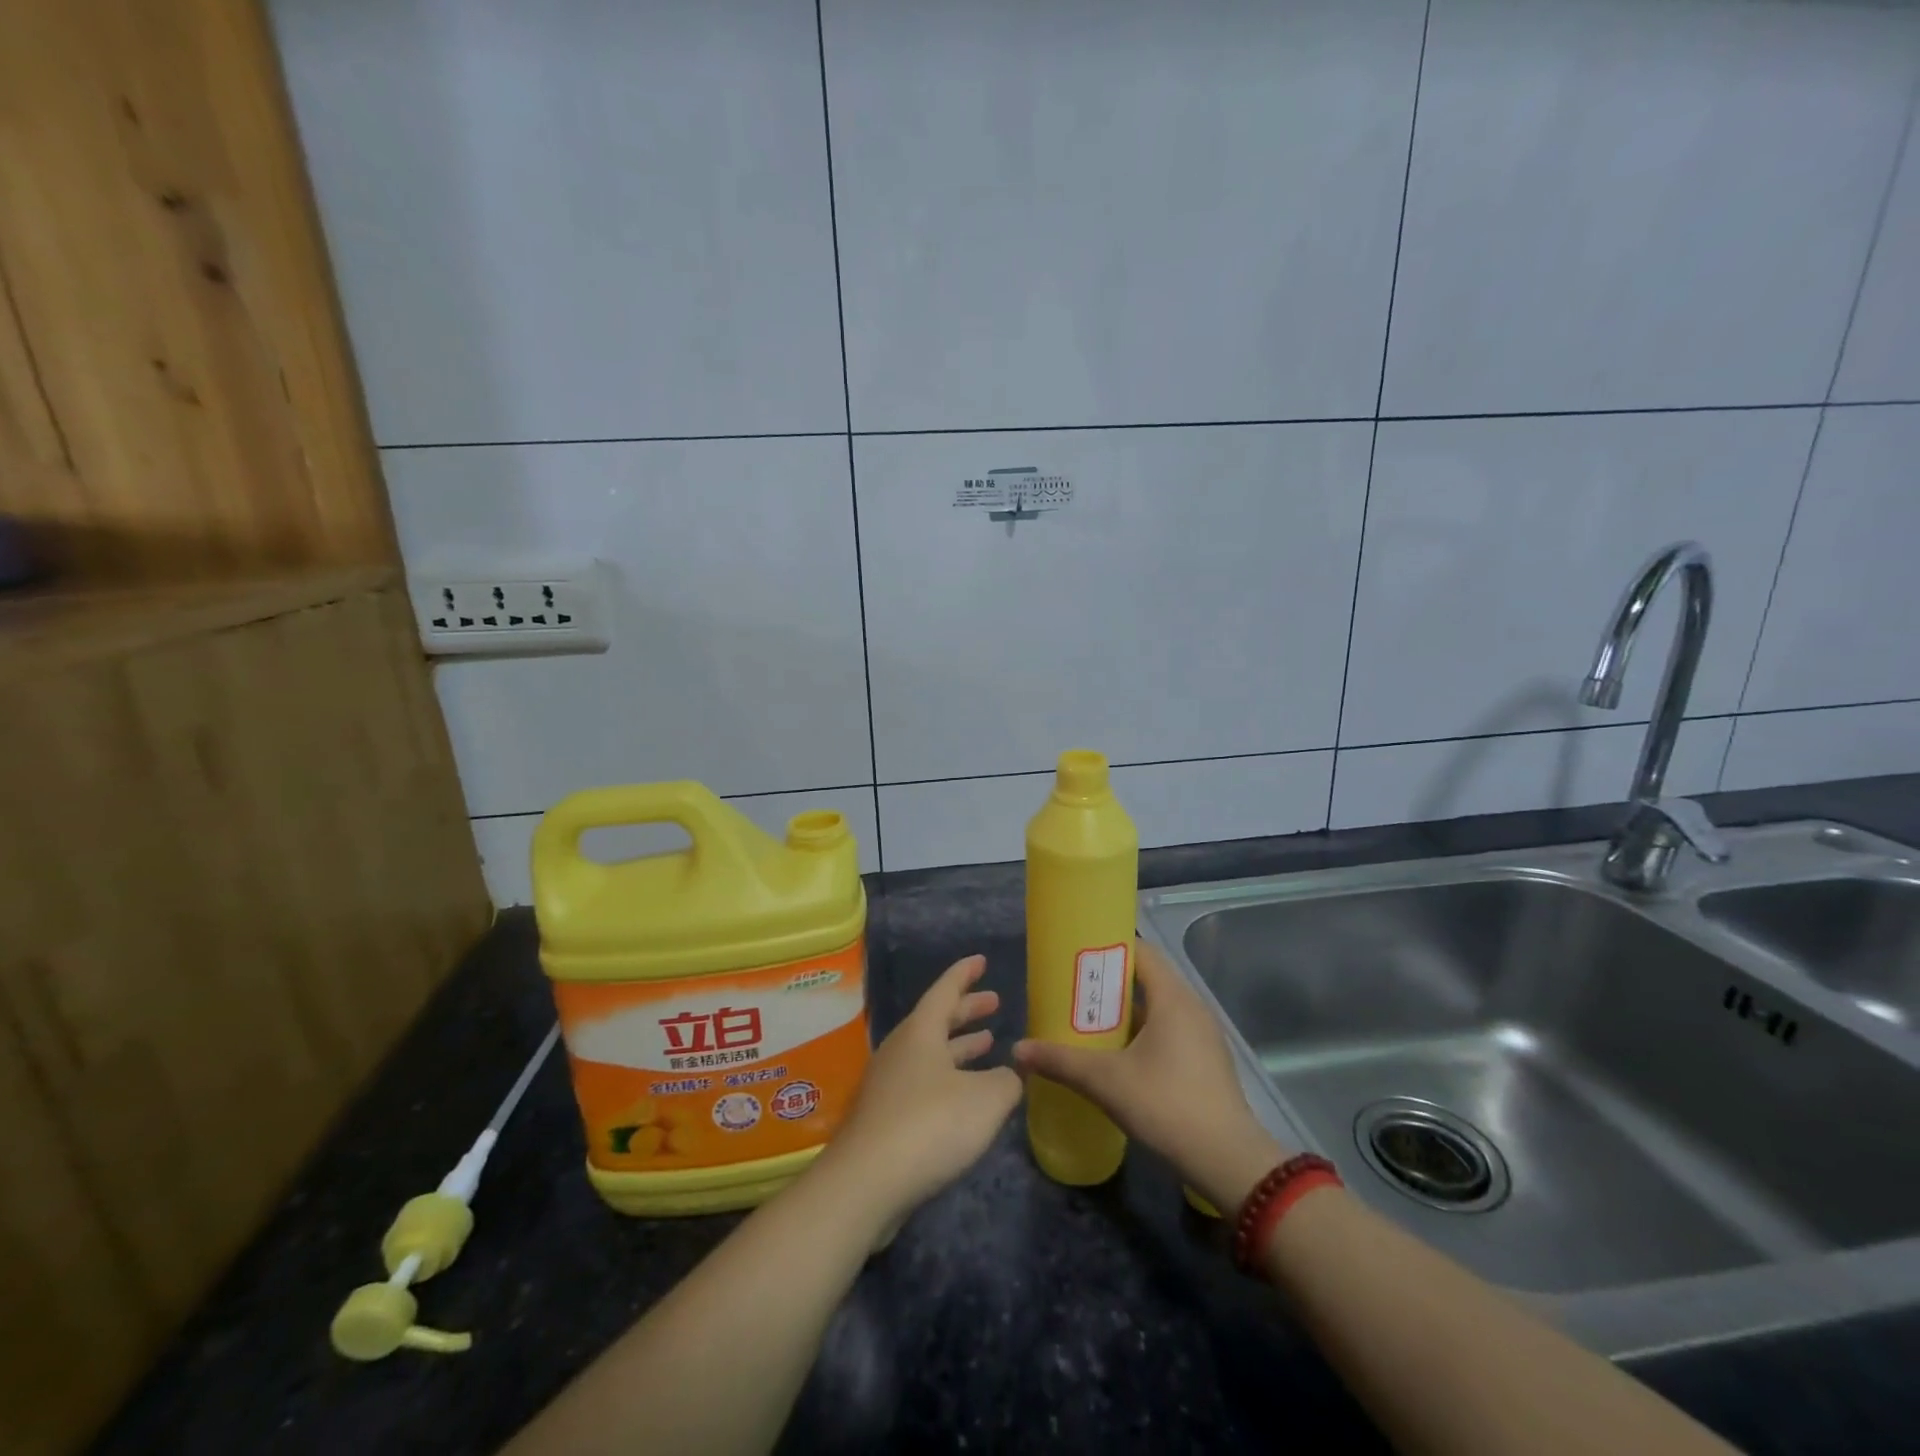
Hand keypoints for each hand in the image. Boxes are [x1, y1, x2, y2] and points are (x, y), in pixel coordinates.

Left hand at [820, 955, 1021, 1233]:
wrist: (867, 1183)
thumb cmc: (930, 1125)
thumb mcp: (986, 1099)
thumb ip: (1006, 1081)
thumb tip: (1011, 1074)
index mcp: (921, 1032)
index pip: (945, 990)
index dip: (965, 974)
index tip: (980, 960)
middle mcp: (901, 1050)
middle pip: (937, 1020)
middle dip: (967, 1010)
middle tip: (994, 1001)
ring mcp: (889, 1084)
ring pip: (930, 1053)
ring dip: (959, 1046)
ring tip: (988, 1043)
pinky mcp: (885, 1118)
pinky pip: (923, 1083)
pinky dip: (949, 1078)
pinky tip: (967, 1097)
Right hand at [1014, 938, 1287, 1213]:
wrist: (1227, 1161)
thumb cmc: (1166, 1105)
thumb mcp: (1106, 1081)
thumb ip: (1061, 1061)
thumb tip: (1018, 1050)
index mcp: (1173, 997)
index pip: (1141, 952)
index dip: (1108, 950)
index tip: (1076, 958)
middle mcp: (1192, 1006)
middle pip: (1147, 978)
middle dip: (1110, 983)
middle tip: (1073, 992)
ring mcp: (1203, 1034)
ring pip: (1158, 1007)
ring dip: (1126, 1011)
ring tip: (1089, 1022)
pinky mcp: (1206, 1060)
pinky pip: (1169, 1030)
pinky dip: (1143, 1032)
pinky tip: (1118, 1055)